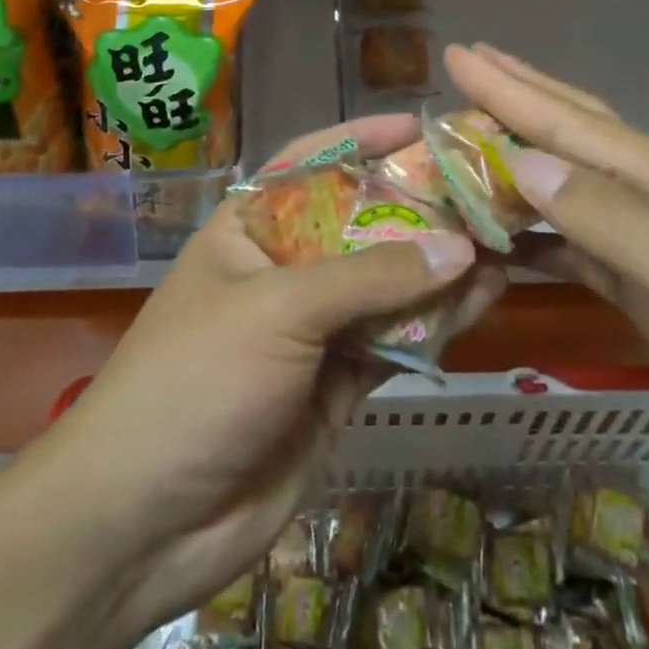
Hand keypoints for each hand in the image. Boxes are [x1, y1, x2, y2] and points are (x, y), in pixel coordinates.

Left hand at [36, 115, 505, 645]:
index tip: (418, 126)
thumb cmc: (198, 379)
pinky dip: (439, 321)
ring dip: (440, 264)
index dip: (361, 139)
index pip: (309, 164)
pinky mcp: (337, 384)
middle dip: (418, 205)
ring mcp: (313, 329)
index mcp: (250, 228)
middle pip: (360, 223)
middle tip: (485, 186)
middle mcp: (284, 269)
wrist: (144, 523)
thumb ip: (371, 277)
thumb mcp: (279, 309)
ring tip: (504, 238)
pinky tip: (486, 297)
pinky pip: (396, 340)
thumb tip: (459, 246)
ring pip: (388, 284)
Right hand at [446, 43, 648, 546]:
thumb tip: (527, 163)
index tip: (458, 55)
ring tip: (467, 141)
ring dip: (518, 162)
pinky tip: (505, 233)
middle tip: (465, 66)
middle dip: (519, 99)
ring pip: (572, 189)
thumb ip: (616, 222)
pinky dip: (537, 233)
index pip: (577, 124)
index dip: (514, 90)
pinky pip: (581, 246)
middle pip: (578, 136)